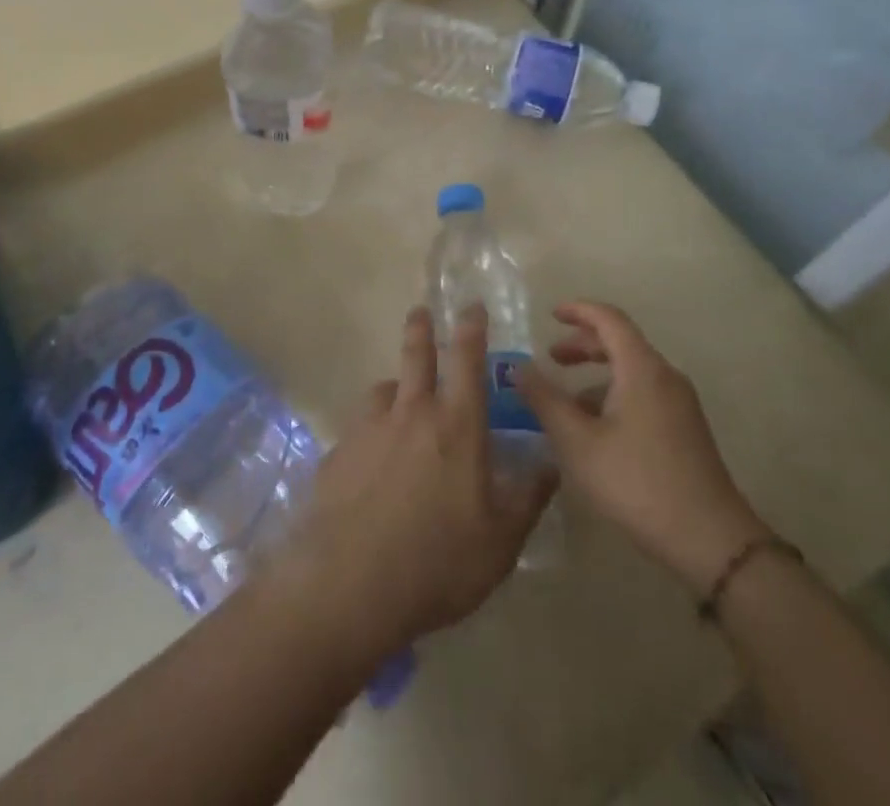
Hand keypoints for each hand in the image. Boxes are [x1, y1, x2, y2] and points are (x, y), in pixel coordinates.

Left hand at [261, 307, 556, 662]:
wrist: (351, 583)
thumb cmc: (439, 562)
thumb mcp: (500, 542)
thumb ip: (528, 498)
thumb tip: (551, 464)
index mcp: (456, 425)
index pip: (467, 360)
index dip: (471, 328)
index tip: (471, 306)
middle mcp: (411, 413)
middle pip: (416, 355)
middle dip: (421, 328)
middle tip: (421, 311)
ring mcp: (369, 429)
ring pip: (383, 389)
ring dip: (395, 385)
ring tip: (398, 396)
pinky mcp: (338, 452)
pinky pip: (359, 428)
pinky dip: (370, 430)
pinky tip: (370, 459)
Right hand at [516, 301, 769, 593]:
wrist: (710, 541)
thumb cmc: (637, 482)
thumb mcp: (578, 442)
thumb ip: (545, 400)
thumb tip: (519, 368)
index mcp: (642, 369)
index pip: (609, 318)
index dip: (578, 310)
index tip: (550, 314)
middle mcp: (664, 377)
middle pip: (621, 342)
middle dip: (583, 345)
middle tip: (551, 358)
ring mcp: (680, 404)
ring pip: (632, 371)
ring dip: (597, 375)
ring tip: (566, 401)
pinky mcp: (685, 430)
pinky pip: (644, 394)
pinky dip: (614, 395)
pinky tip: (596, 430)